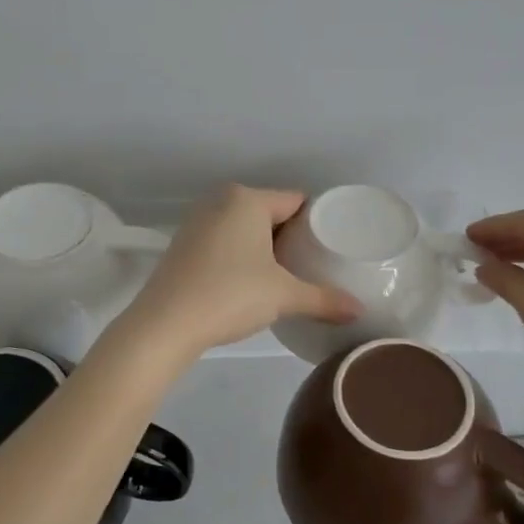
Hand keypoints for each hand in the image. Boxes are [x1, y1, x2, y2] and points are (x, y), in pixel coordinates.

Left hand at [119, 186, 359, 361]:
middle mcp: (220, 201)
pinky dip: (241, 255)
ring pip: (246, 228)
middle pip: (271, 213)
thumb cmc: (230, 295)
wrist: (165, 324)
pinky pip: (225, 241)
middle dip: (292, 237)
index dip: (318, 223)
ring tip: (288, 276)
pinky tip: (251, 282)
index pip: (296, 201)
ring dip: (266, 248)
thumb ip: (324, 299)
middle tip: (315, 266)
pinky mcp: (183, 244)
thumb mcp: (283, 296)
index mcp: (247, 199)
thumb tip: (359, 311)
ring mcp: (197, 222)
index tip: (333, 248)